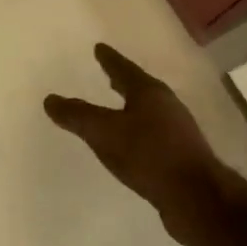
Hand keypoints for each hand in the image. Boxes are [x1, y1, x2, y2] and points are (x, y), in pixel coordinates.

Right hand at [44, 44, 224, 245]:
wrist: (196, 197)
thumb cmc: (148, 155)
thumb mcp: (104, 133)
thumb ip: (77, 115)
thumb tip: (50, 99)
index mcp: (149, 92)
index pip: (123, 69)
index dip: (109, 59)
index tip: (99, 48)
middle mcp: (167, 105)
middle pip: (140, 87)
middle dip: (123, 82)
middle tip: (109, 76)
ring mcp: (178, 131)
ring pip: (149, 111)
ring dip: (131, 107)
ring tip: (117, 109)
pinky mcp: (181, 156)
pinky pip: (153, 135)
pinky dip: (138, 132)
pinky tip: (131, 144)